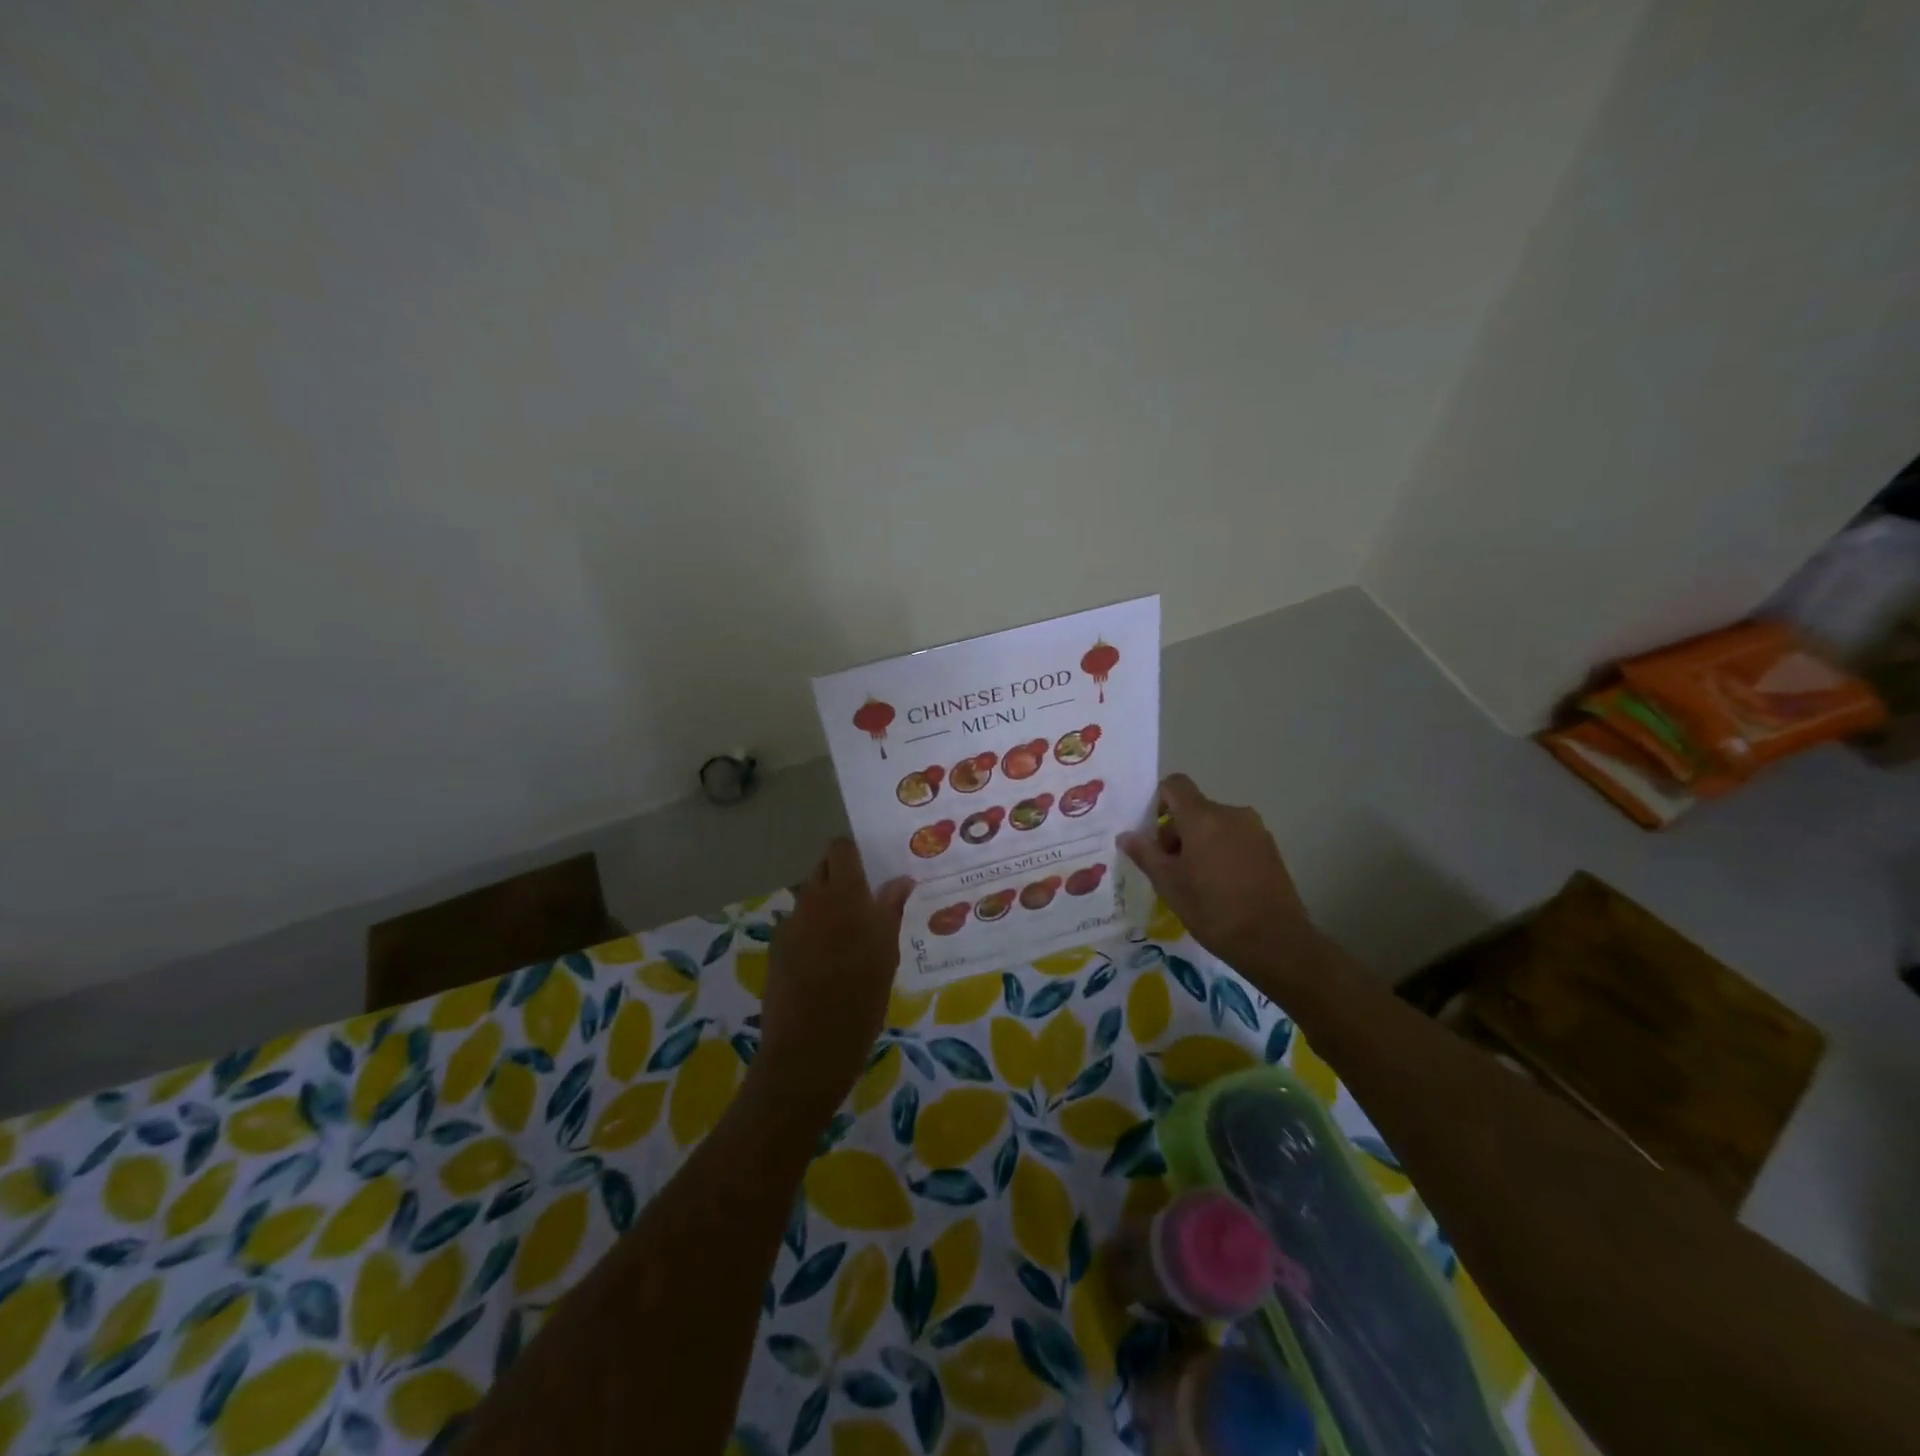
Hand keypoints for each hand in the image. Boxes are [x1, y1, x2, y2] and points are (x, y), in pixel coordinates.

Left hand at [754, 838, 912, 1116]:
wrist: (810, 1048)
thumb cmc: (861, 998)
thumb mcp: (886, 954)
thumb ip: (890, 910)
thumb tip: (901, 880)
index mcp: (845, 895)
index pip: (840, 849)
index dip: (852, 853)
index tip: (869, 868)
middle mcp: (812, 900)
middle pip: (821, 868)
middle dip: (839, 876)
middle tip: (862, 901)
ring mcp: (790, 924)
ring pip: (807, 897)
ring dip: (824, 904)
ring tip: (844, 935)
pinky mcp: (775, 948)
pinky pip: (796, 925)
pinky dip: (809, 931)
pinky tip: (822, 961)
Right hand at [1118, 773, 1319, 978]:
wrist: (1275, 942)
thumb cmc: (1213, 910)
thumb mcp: (1168, 884)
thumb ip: (1145, 854)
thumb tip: (1126, 835)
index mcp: (1203, 817)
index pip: (1175, 784)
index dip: (1158, 801)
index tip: (1152, 834)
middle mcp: (1231, 814)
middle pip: (1194, 808)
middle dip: (1177, 831)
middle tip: (1170, 869)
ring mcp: (1255, 830)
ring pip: (1215, 824)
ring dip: (1199, 842)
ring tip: (1196, 881)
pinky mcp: (1270, 848)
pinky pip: (1235, 838)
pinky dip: (1221, 851)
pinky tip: (1221, 886)